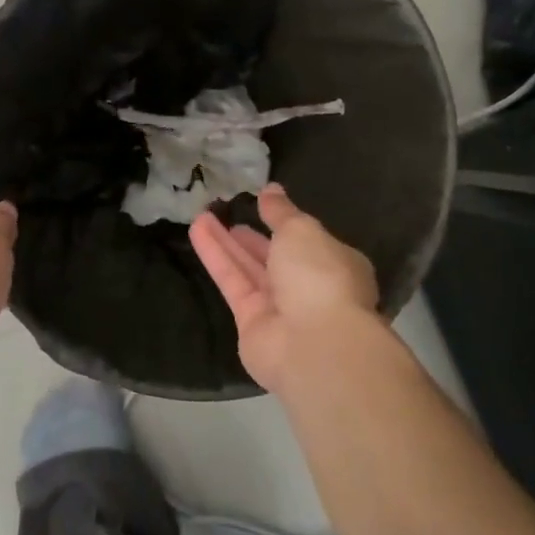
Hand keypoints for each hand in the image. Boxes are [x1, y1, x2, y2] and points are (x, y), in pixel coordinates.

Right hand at [189, 183, 381, 397]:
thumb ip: (282, 212)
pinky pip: (232, 283)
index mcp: (335, 264)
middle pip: (275, 258)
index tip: (263, 205)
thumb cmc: (320, 277)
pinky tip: (198, 231)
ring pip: (249, 269)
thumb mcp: (302, 231)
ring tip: (201, 215)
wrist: (314, 344)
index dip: (285, 223)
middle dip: (253, 237)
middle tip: (228, 213)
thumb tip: (271, 190)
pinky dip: (216, 258)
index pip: (308, 242)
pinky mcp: (251, 323)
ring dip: (226, 243)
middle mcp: (309, 288)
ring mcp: (280, 309)